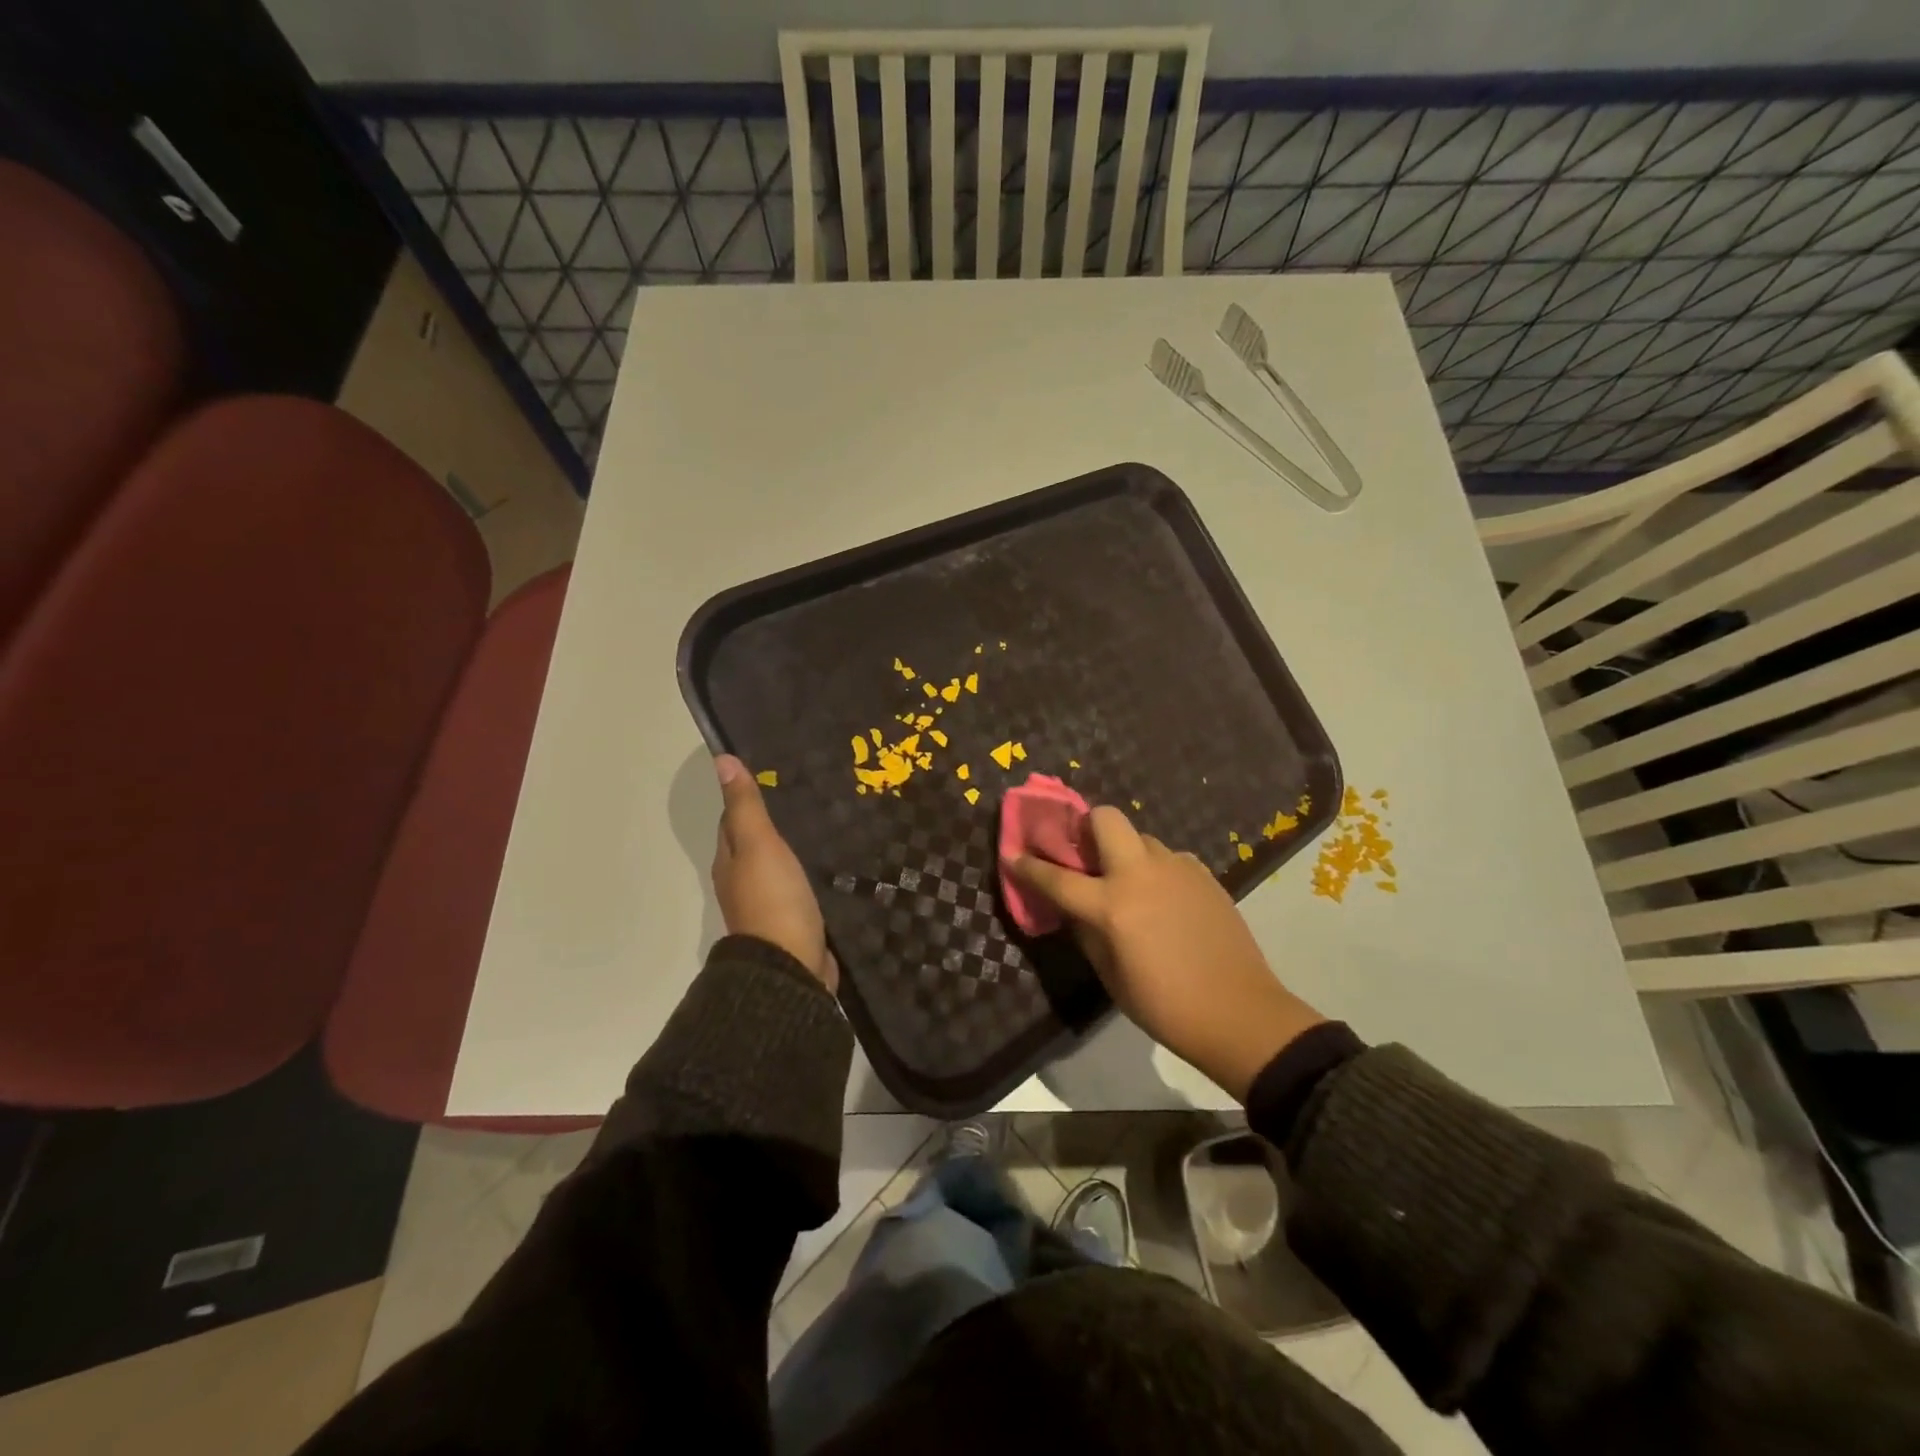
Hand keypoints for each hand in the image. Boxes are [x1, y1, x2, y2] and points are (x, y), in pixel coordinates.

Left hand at [711, 755, 836, 993]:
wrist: (791, 967)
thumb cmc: (772, 899)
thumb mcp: (758, 845)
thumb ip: (744, 806)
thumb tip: (720, 759)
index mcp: (729, 862)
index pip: (732, 820)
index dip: (748, 797)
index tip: (775, 774)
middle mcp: (743, 882)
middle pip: (755, 844)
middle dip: (775, 821)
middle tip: (809, 793)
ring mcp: (770, 904)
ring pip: (779, 865)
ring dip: (794, 846)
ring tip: (827, 821)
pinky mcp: (795, 920)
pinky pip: (800, 886)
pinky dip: (810, 871)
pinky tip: (831, 862)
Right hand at [1011, 806, 1322, 1099]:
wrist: (1240, 1013)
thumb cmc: (1165, 1006)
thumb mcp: (1111, 976)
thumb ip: (1086, 931)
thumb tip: (1074, 907)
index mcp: (1112, 906)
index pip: (1057, 877)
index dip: (1029, 866)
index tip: (1012, 854)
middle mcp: (1141, 874)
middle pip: (1106, 818)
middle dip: (1086, 826)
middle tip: (1083, 853)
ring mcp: (1177, 868)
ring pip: (1140, 838)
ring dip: (1124, 852)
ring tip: (1128, 884)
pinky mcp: (1204, 874)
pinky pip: (1168, 858)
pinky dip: (1155, 869)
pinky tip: (1163, 899)